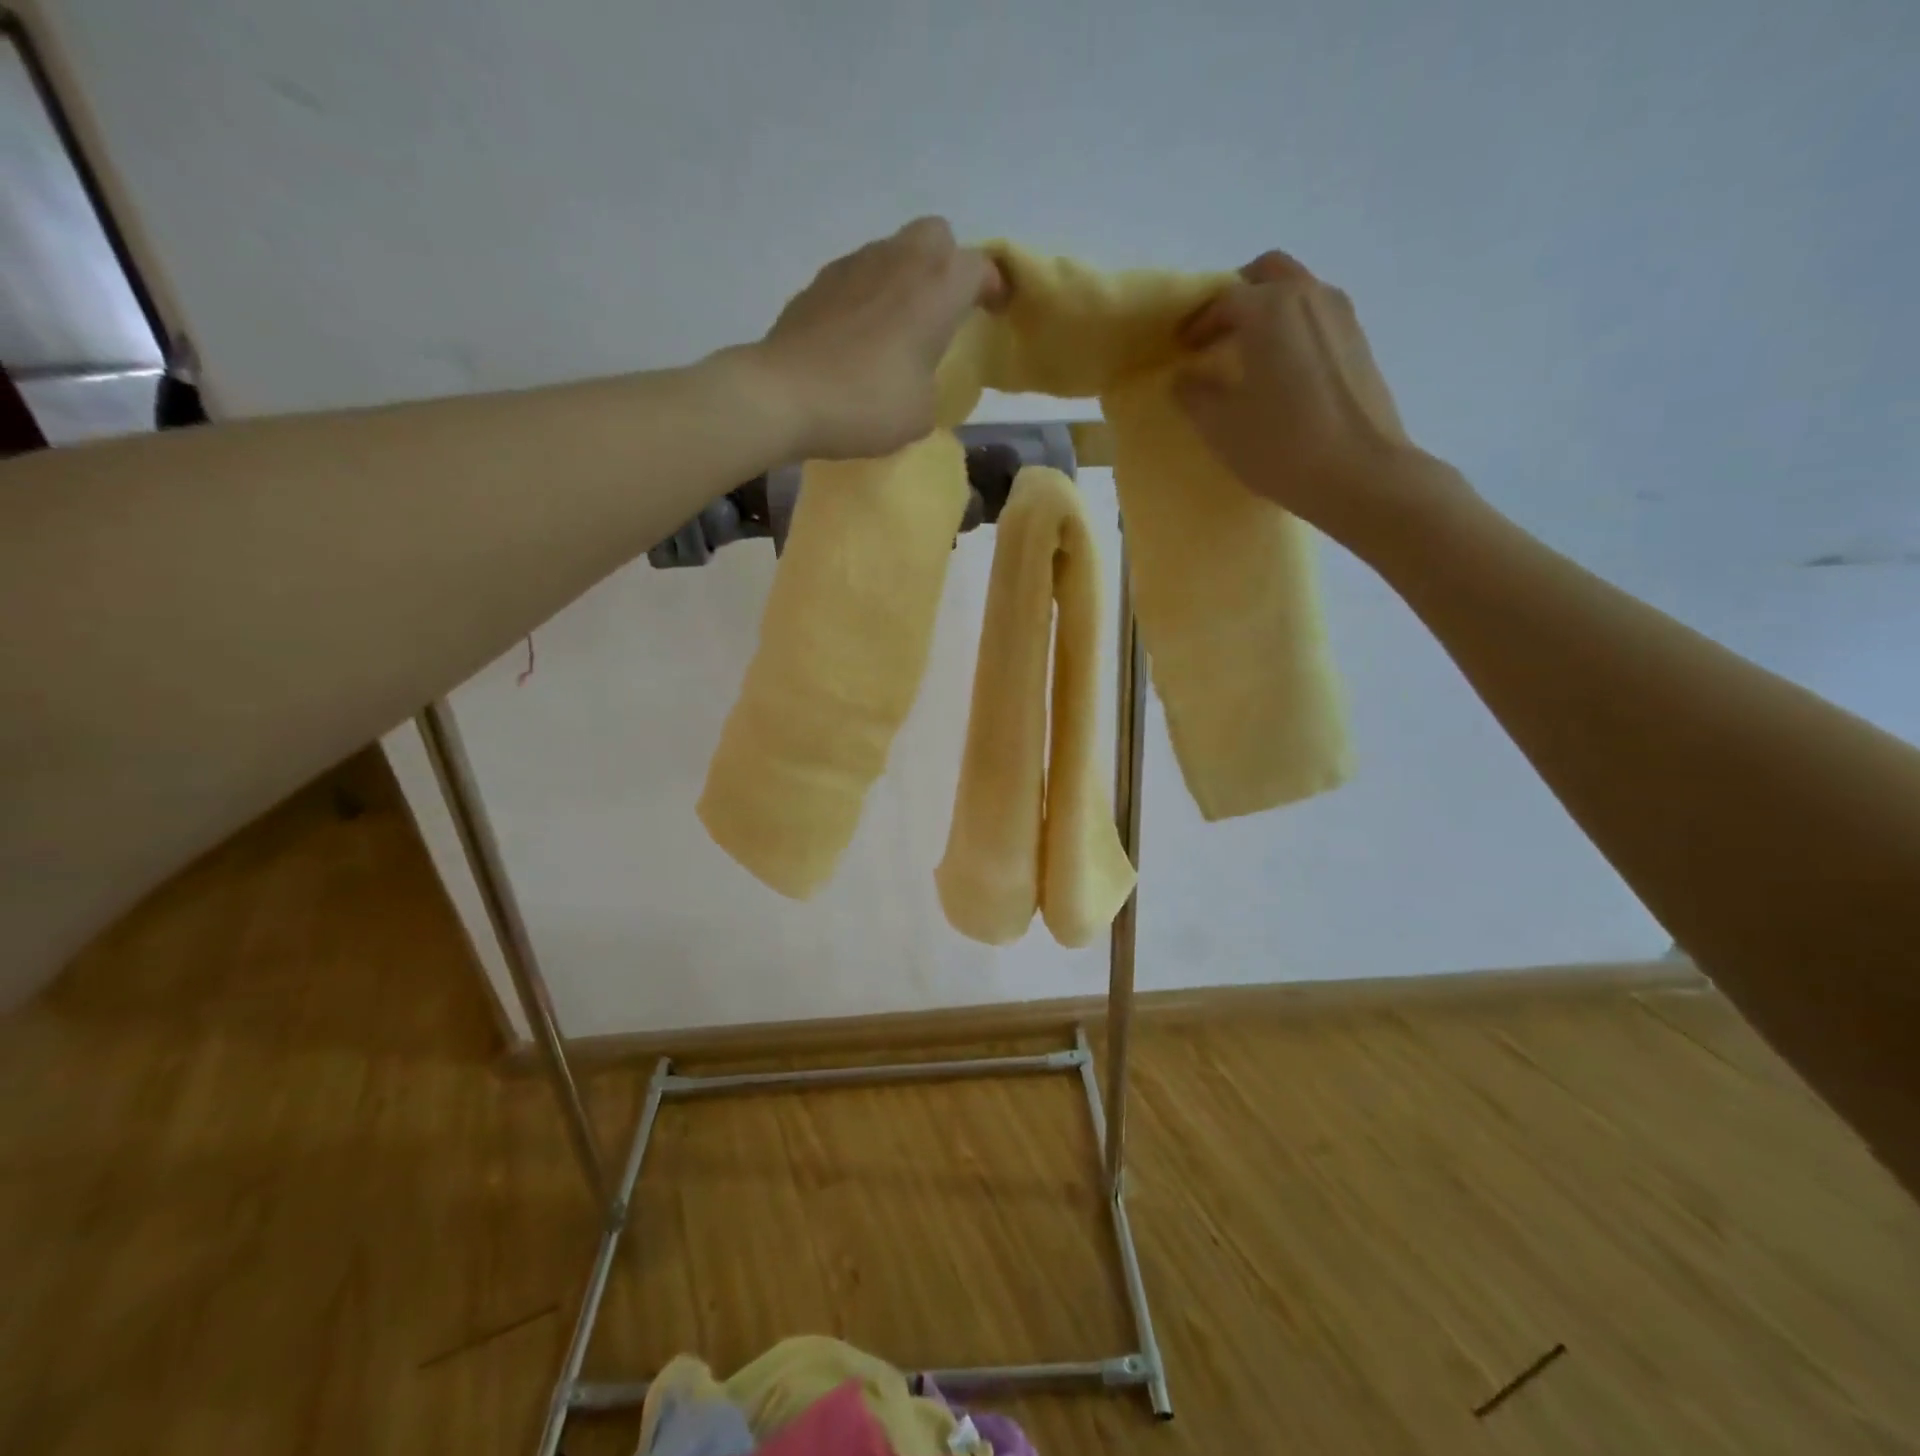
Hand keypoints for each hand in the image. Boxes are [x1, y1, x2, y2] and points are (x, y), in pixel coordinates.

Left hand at [746, 218, 1005, 461]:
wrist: (785, 395)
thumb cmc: (867, 404)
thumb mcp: (921, 412)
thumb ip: (932, 382)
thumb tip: (916, 375)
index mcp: (937, 287)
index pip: (980, 266)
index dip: (993, 287)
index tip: (993, 312)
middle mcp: (899, 260)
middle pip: (937, 237)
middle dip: (947, 265)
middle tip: (944, 310)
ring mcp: (854, 265)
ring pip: (894, 252)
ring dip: (905, 279)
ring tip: (899, 327)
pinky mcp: (819, 282)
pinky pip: (859, 276)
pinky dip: (869, 296)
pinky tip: (860, 337)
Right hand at [1175, 251, 1460, 546]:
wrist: (1359, 474)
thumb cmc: (1280, 446)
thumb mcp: (1220, 425)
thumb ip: (1194, 394)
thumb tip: (1185, 377)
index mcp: (1269, 309)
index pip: (1223, 299)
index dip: (1197, 323)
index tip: (1181, 348)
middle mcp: (1309, 296)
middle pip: (1267, 274)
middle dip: (1237, 297)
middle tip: (1216, 334)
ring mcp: (1341, 316)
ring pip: (1297, 291)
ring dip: (1268, 310)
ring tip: (1247, 353)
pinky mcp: (1359, 342)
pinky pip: (1317, 317)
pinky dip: (1293, 328)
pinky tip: (1281, 370)